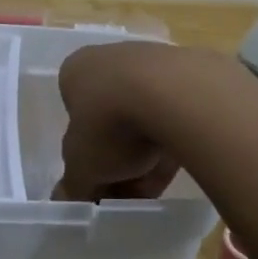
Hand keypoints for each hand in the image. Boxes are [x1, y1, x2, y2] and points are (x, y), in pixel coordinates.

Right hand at [57, 42, 183, 201]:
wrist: (177, 94)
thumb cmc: (110, 123)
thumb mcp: (81, 167)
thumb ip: (73, 186)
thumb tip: (66, 198)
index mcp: (77, 71)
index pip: (75, 119)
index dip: (85, 159)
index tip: (97, 185)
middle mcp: (111, 60)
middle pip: (110, 122)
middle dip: (117, 162)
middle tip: (126, 193)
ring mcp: (153, 64)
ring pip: (144, 121)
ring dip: (145, 158)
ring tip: (153, 190)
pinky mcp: (190, 75)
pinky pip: (175, 117)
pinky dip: (173, 143)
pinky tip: (177, 169)